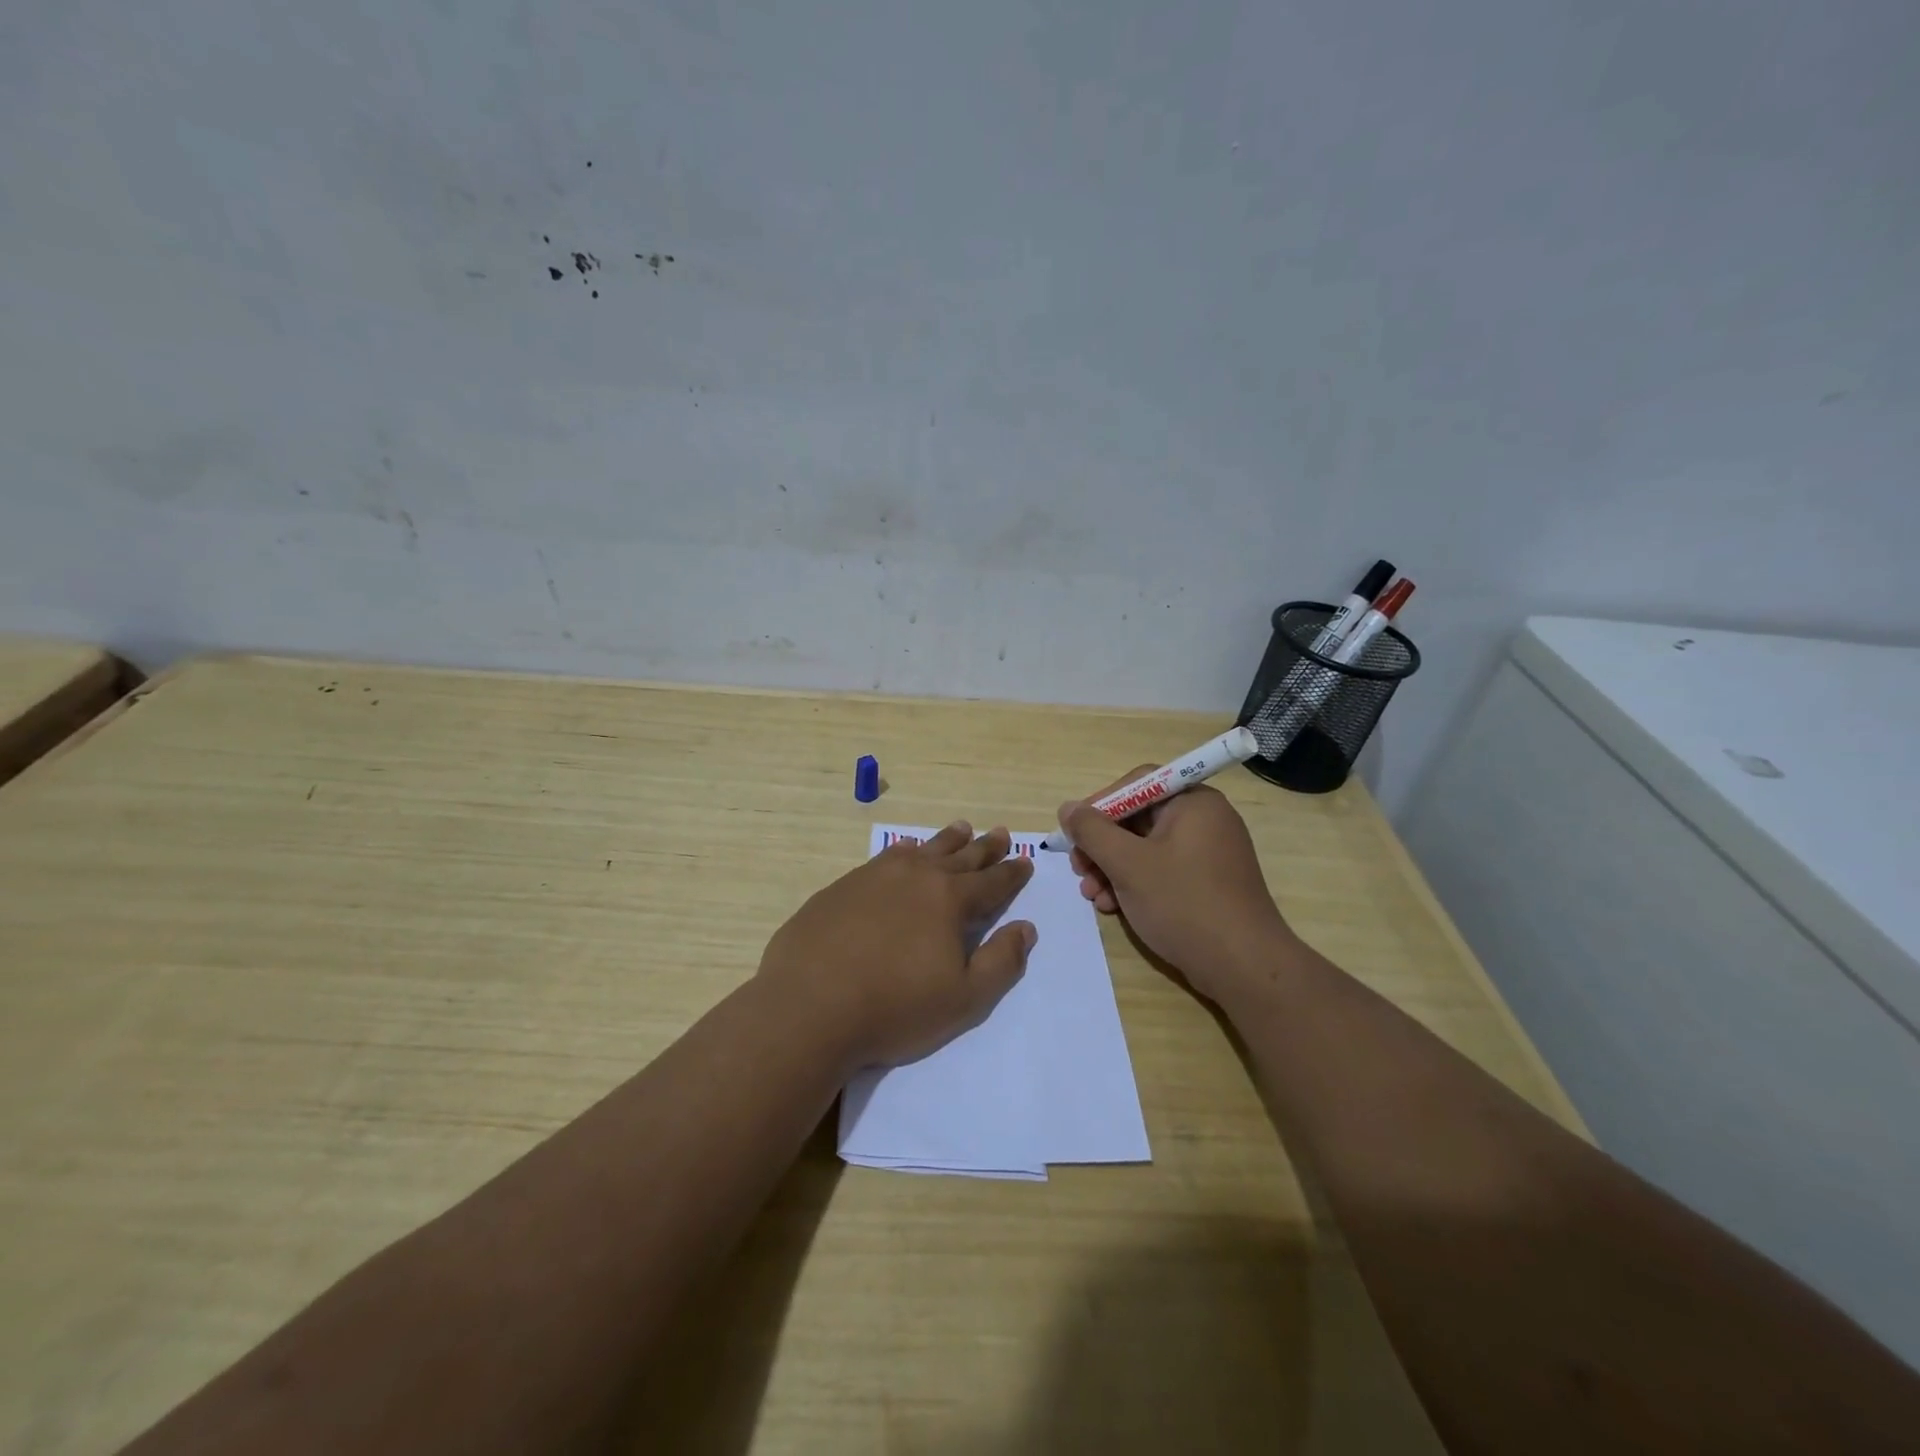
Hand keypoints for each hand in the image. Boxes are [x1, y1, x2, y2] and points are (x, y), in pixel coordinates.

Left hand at [758, 822, 1035, 1069]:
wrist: (808, 1005)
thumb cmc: (894, 1007)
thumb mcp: (963, 999)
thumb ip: (1001, 962)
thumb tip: (1025, 928)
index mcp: (949, 900)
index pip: (991, 882)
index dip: (1012, 873)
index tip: (1025, 861)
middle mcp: (916, 876)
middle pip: (960, 857)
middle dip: (984, 847)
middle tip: (1001, 833)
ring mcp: (876, 877)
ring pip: (922, 850)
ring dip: (947, 840)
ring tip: (962, 828)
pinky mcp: (843, 886)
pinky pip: (885, 858)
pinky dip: (903, 851)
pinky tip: (903, 851)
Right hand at [1059, 770, 1296, 1003]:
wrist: (1243, 967)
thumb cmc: (1184, 903)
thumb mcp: (1128, 864)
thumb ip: (1092, 831)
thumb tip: (1068, 808)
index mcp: (1193, 802)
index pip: (1137, 784)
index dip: (1099, 805)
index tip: (1074, 833)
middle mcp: (1204, 821)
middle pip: (1138, 818)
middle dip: (1101, 845)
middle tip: (1078, 869)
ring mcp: (1207, 854)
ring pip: (1145, 849)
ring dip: (1111, 869)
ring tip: (1091, 895)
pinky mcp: (1206, 884)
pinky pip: (1161, 871)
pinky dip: (1133, 884)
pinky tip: (1113, 907)